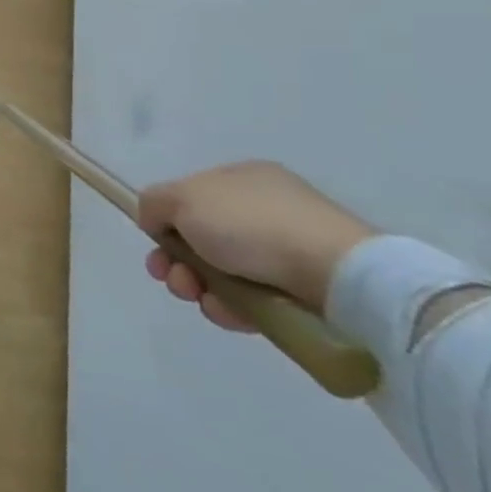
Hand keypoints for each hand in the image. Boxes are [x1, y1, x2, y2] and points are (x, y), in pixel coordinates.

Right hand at [135, 162, 376, 331]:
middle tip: (172, 277)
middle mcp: (262, 209)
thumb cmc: (251, 225)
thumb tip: (154, 220)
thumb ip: (154, 202)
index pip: (189, 199)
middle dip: (176, 261)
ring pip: (221, 272)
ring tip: (202, 298)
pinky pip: (252, 298)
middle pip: (200, 238)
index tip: (154, 244)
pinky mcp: (303, 290)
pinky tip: (230, 312)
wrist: (336, 274)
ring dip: (199, 287)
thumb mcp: (183, 198)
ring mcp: (286, 250)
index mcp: (240, 179)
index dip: (164, 222)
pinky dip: (232, 307)